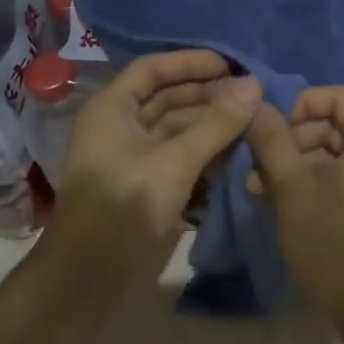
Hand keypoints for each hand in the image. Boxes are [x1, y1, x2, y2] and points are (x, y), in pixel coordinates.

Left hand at [41, 51, 259, 294]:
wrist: (89, 281)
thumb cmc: (125, 207)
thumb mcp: (175, 161)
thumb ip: (216, 123)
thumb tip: (254, 83)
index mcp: (113, 109)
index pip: (154, 69)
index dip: (191, 62)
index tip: (232, 65)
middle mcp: (121, 126)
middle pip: (168, 97)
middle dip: (208, 94)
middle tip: (252, 95)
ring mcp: (134, 157)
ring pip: (177, 128)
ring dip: (211, 123)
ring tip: (252, 120)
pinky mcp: (147, 185)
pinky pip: (180, 155)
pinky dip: (206, 150)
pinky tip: (237, 150)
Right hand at [245, 86, 343, 331]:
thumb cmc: (336, 242)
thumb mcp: (294, 190)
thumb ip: (274, 143)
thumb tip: (258, 106)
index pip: (338, 96)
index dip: (301, 105)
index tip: (272, 131)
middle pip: (336, 125)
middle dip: (293, 141)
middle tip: (259, 167)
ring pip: (337, 154)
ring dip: (298, 165)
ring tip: (261, 190)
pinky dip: (316, 183)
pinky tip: (284, 204)